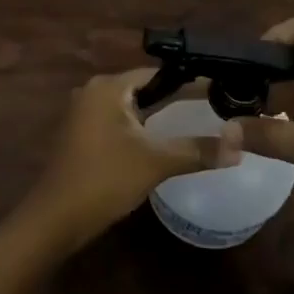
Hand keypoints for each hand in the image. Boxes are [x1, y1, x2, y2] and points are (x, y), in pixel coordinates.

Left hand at [29, 69, 236, 245]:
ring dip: (158, 114)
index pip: (157, 73)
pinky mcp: (82, 135)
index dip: (189, 81)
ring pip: (131, 107)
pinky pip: (119, 122)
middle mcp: (94, 91)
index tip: (218, 89)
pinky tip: (162, 142)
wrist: (55, 220)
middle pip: (144, 88)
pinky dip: (141, 128)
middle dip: (176, 97)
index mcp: (108, 86)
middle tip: (213, 107)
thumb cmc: (104, 180)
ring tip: (195, 122)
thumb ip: (197, 150)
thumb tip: (239, 145)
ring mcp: (85, 113)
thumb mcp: (155, 163)